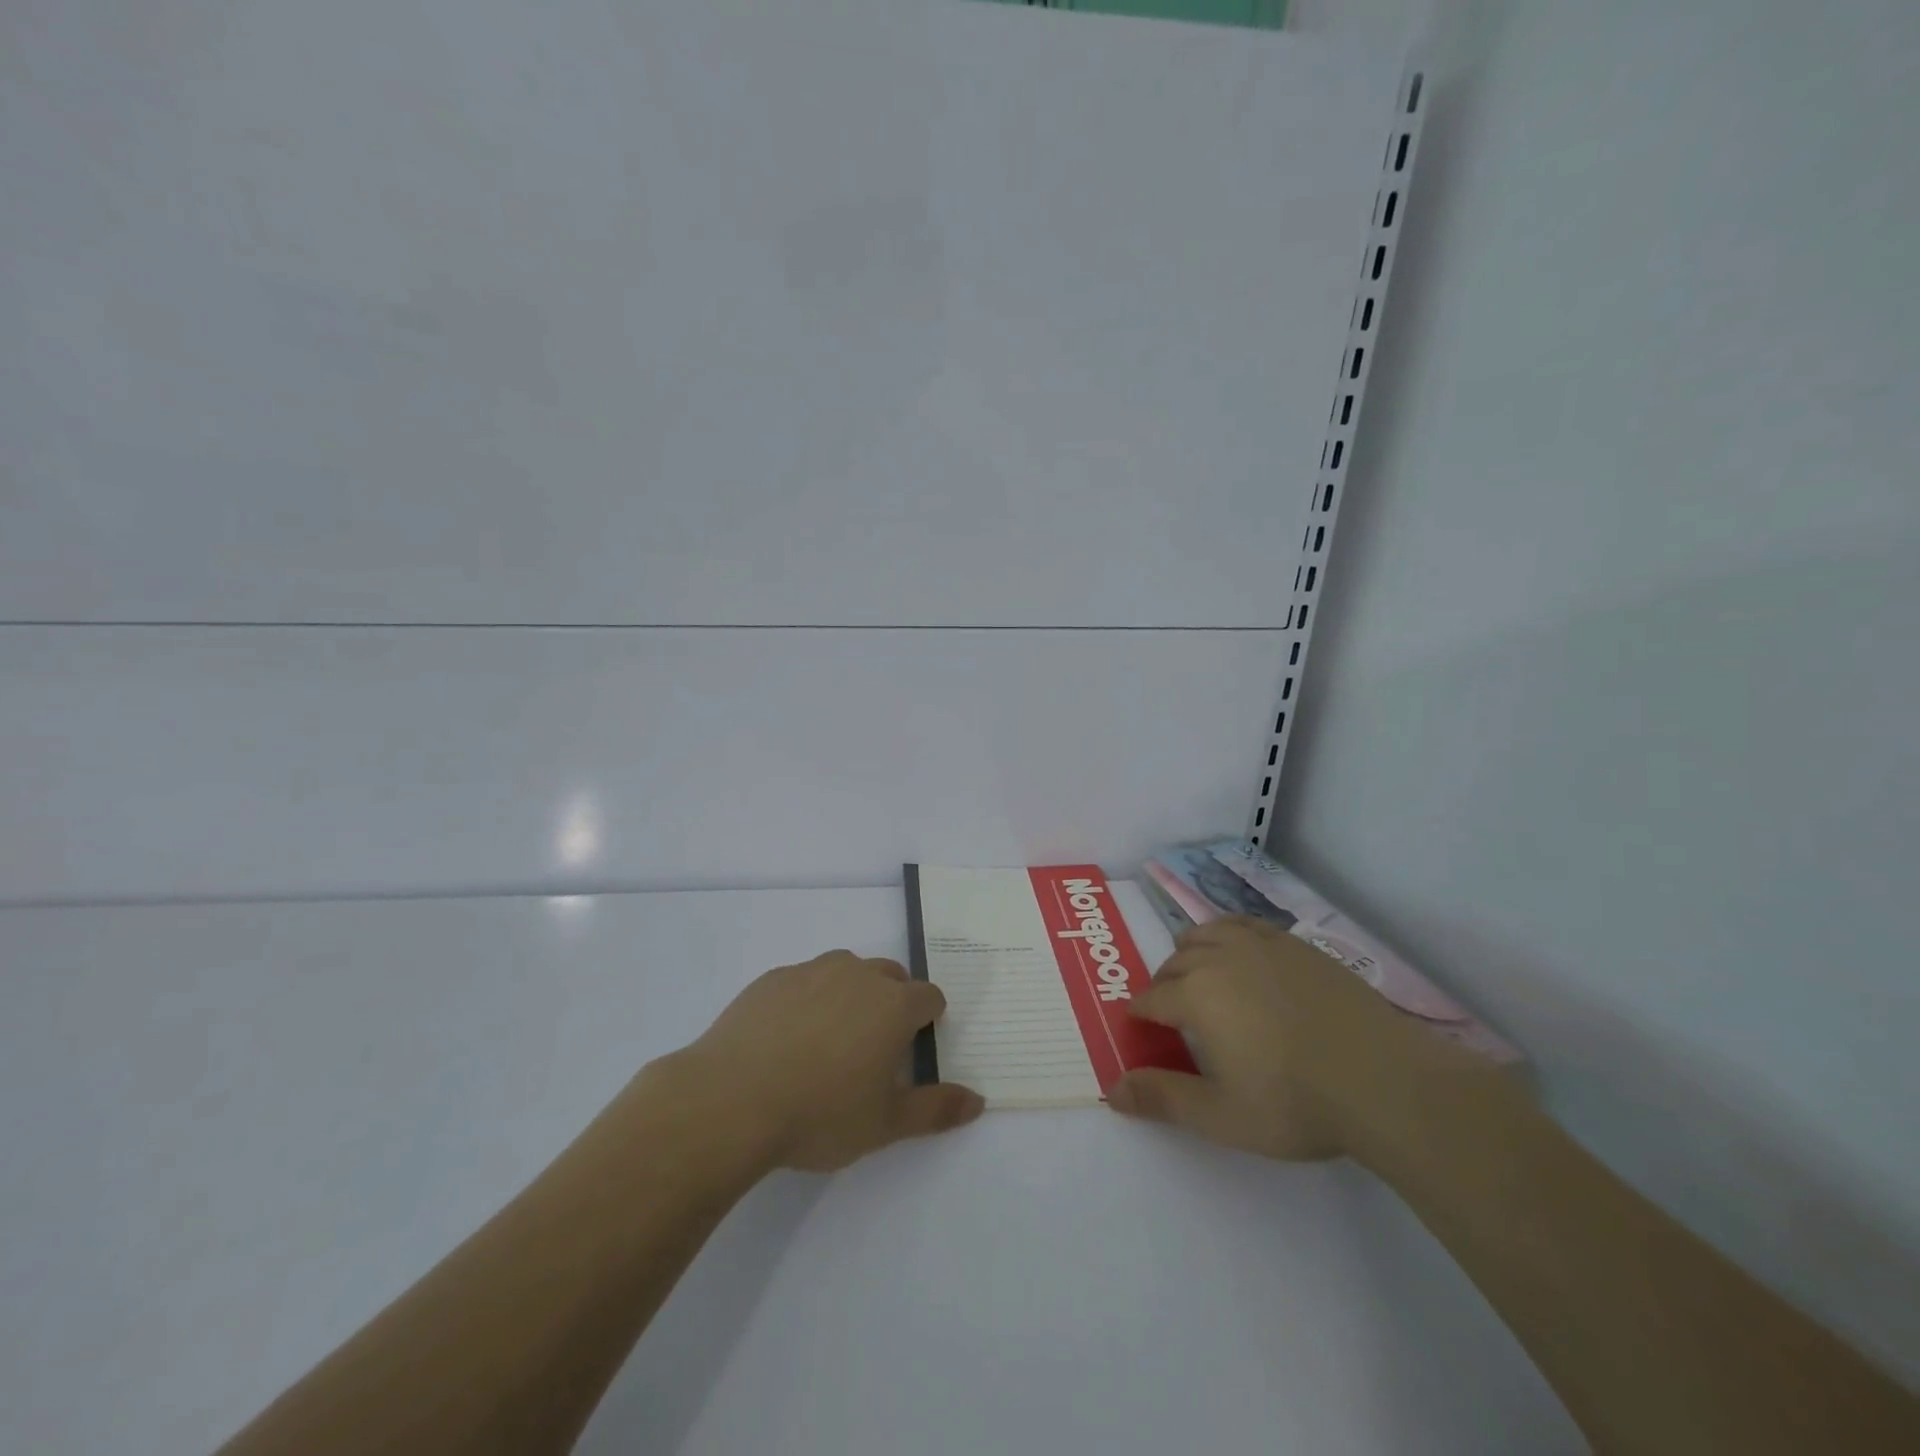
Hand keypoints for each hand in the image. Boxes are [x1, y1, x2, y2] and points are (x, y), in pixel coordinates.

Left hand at [678, 950, 983, 1171]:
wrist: (731, 1100)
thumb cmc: (820, 1113)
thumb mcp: (886, 1123)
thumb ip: (936, 1109)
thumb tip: (978, 1100)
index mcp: (893, 1004)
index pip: (929, 997)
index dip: (928, 1021)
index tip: (913, 1049)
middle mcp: (858, 975)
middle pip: (890, 975)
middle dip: (892, 1002)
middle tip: (873, 1048)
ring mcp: (811, 971)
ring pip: (846, 971)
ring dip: (850, 994)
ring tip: (830, 1039)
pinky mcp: (772, 978)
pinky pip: (803, 979)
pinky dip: (808, 998)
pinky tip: (787, 1038)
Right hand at [1108, 917, 1487, 1161]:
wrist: (1384, 1081)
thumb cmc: (1295, 1103)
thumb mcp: (1221, 1115)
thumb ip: (1163, 1099)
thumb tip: (1112, 1091)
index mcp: (1196, 994)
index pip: (1153, 997)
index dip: (1142, 1013)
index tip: (1141, 1026)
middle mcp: (1221, 957)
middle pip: (1176, 961)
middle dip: (1164, 984)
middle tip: (1173, 1013)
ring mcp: (1262, 945)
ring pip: (1208, 933)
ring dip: (1192, 951)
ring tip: (1200, 974)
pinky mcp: (1297, 945)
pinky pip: (1246, 926)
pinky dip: (1230, 936)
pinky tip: (1243, 957)